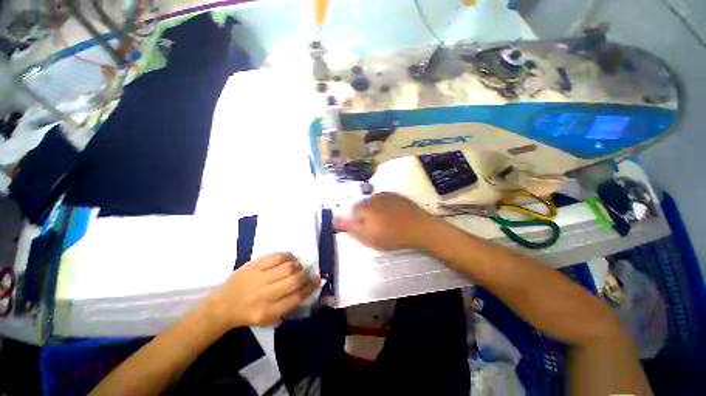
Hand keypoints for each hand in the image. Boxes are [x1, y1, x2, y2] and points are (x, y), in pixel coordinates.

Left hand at [207, 253, 320, 327]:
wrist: (222, 306)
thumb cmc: (249, 314)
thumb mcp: (268, 319)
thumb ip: (288, 306)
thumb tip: (307, 289)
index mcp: (268, 312)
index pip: (296, 297)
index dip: (310, 287)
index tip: (318, 280)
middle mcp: (264, 295)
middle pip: (294, 280)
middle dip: (306, 275)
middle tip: (308, 272)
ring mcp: (258, 278)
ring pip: (287, 267)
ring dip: (297, 265)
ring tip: (298, 266)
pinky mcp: (253, 266)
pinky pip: (276, 257)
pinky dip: (287, 256)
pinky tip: (289, 259)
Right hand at [334, 192, 435, 249]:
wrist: (420, 228)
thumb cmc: (393, 236)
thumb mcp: (369, 237)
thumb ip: (352, 228)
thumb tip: (336, 221)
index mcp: (365, 207)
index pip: (350, 211)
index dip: (351, 220)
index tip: (356, 228)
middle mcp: (373, 198)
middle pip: (361, 205)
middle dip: (361, 215)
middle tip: (369, 226)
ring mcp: (385, 195)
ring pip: (372, 202)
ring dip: (371, 210)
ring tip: (380, 221)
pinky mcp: (396, 196)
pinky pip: (383, 200)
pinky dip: (382, 206)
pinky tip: (389, 215)